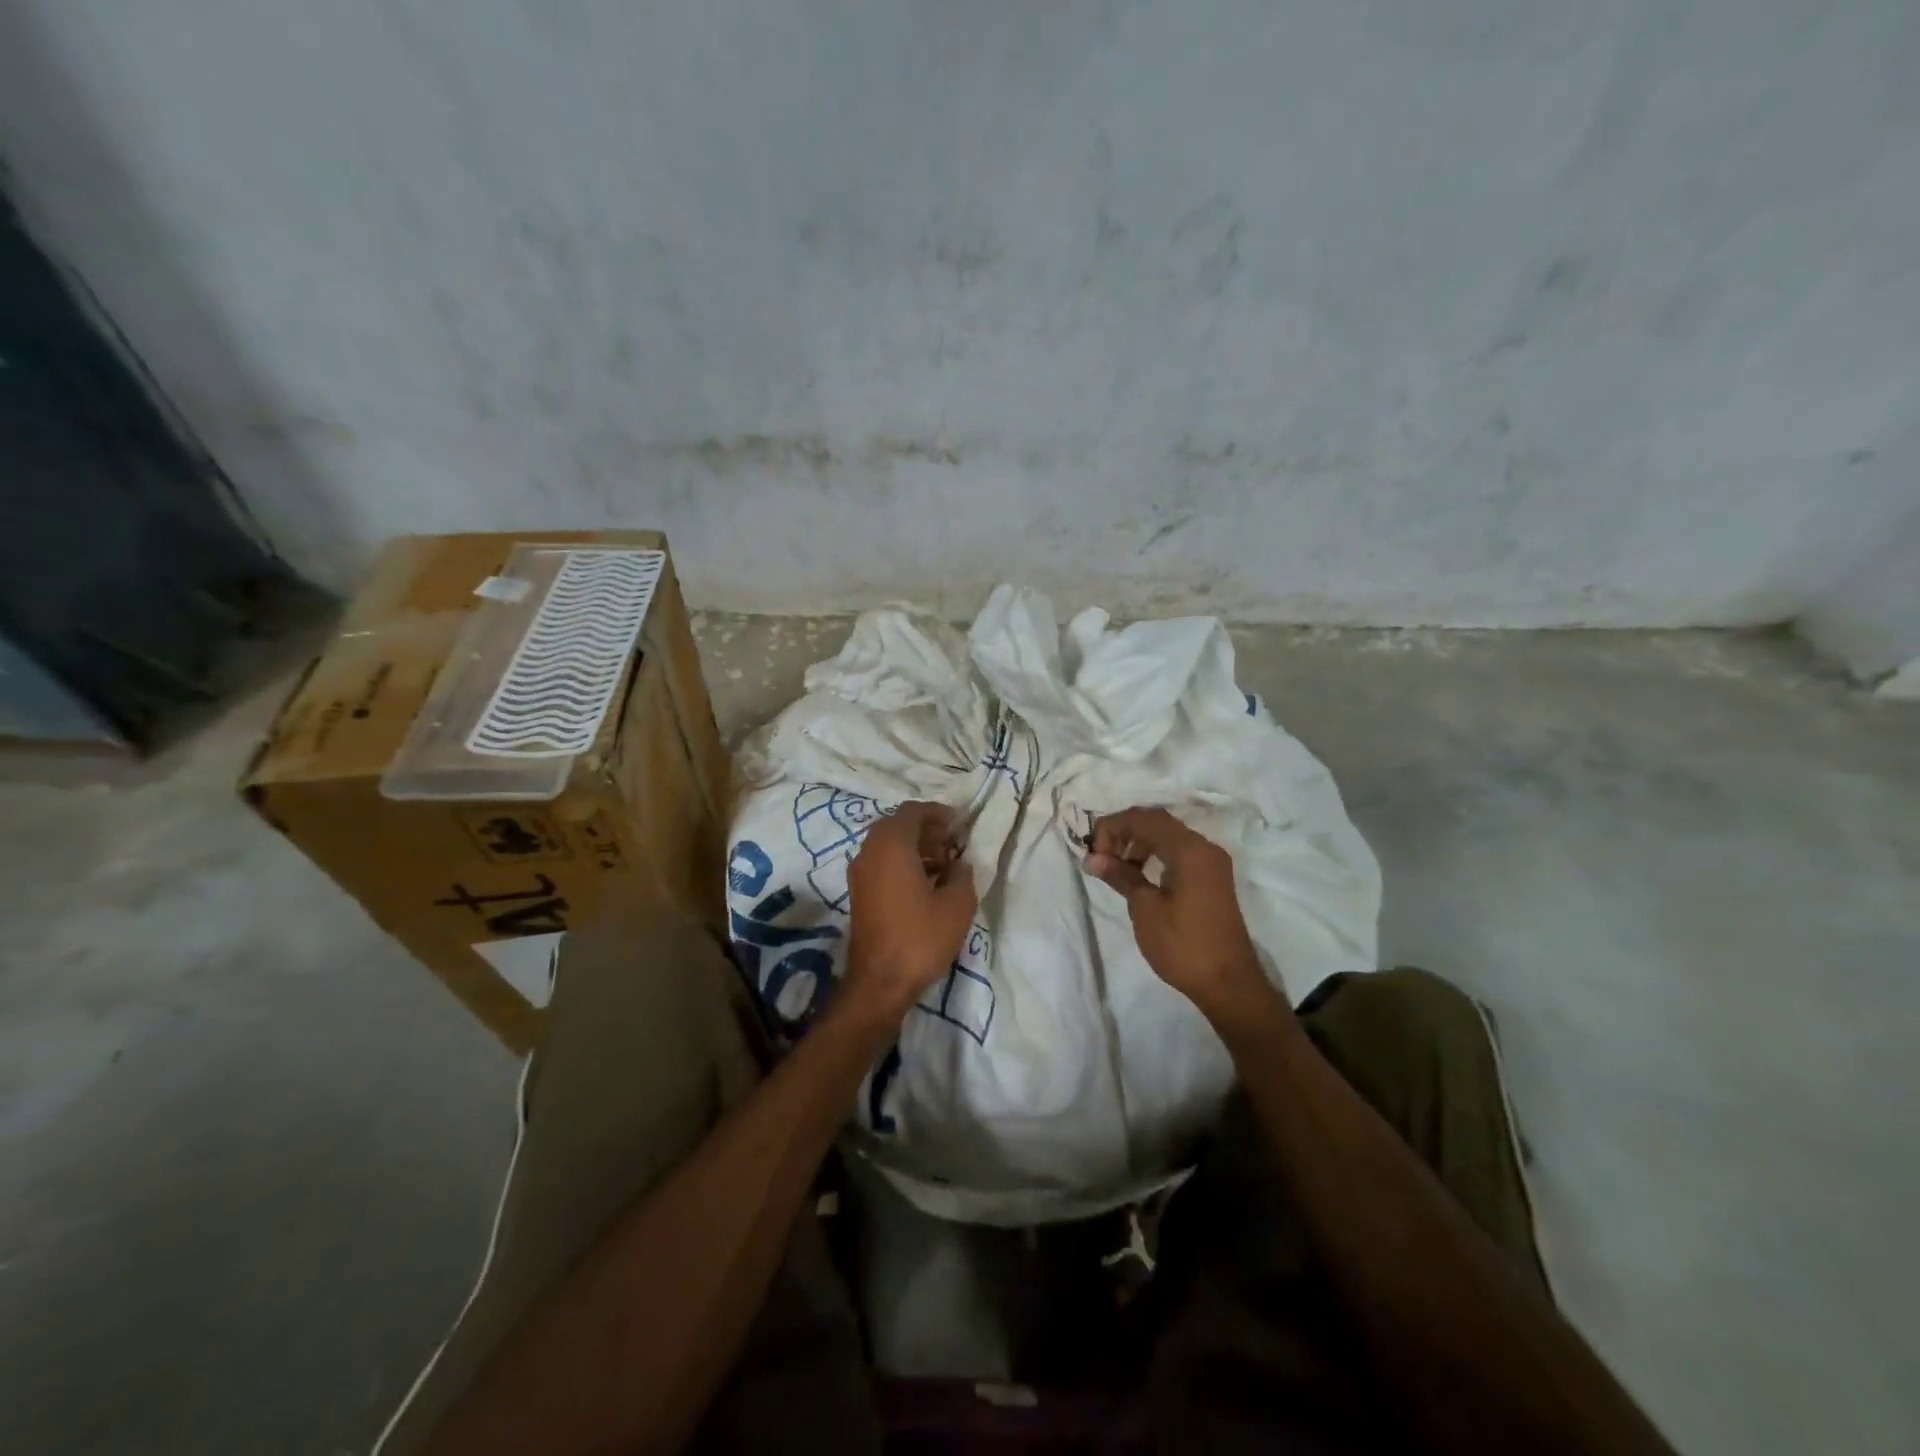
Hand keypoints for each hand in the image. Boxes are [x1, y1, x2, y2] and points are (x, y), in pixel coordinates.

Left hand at [843, 802, 977, 1023]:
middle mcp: (870, 851)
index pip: (913, 811)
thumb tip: (959, 864)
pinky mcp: (858, 893)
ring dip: (914, 847)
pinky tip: (925, 884)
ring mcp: (859, 873)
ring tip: (943, 864)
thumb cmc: (920, 938)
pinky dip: (901, 863)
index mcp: (892, 845)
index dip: (938, 812)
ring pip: (887, 845)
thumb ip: (962, 874)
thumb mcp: (957, 905)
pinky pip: (881, 863)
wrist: (879, 983)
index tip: (959, 823)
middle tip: (952, 842)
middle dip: (926, 829)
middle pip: (897, 825)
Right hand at [1085, 807, 1280, 1027]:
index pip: (1144, 819)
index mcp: (1189, 850)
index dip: (1113, 827)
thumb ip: (1121, 876)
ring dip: (1139, 843)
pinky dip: (1156, 854)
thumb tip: (1092, 858)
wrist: (1228, 983)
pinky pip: (1180, 851)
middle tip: (1102, 857)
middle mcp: (1204, 847)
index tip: (1093, 852)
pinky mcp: (1212, 877)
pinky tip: (1140, 875)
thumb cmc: (1183, 945)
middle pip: (1157, 822)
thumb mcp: (1145, 909)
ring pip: (1169, 835)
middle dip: (1124, 832)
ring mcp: (1211, 862)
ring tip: (1118, 868)